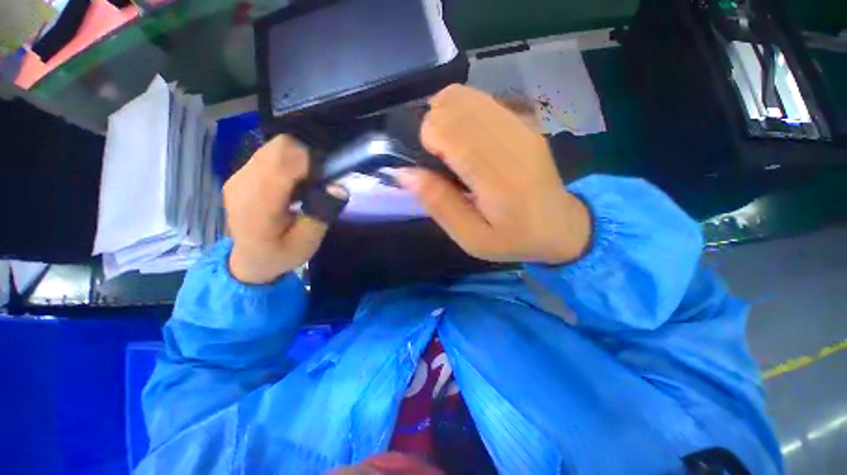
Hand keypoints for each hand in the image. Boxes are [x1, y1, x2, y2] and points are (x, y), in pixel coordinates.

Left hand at [224, 135, 342, 283]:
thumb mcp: (307, 243)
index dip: (311, 161)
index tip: (327, 177)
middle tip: (319, 180)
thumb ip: (322, 213)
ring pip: (275, 147)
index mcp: (258, 204)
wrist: (249, 260)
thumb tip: (338, 188)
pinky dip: (288, 162)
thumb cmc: (280, 254)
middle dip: (307, 157)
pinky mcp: (240, 174)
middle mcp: (243, 183)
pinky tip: (293, 183)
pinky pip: (269, 155)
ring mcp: (238, 176)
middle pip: (279, 147)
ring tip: (306, 183)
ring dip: (298, 159)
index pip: (283, 160)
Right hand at [397, 85, 590, 263]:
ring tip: (451, 149)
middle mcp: (509, 139)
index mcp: (496, 175)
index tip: (432, 166)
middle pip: (451, 103)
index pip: (447, 127)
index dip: (427, 140)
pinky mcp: (524, 119)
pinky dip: (461, 112)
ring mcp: (520, 123)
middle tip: (441, 160)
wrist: (562, 226)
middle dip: (433, 127)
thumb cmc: (513, 238)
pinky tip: (467, 140)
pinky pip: (479, 99)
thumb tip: (405, 173)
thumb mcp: (471, 237)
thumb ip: (439, 204)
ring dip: (445, 117)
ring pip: (463, 94)